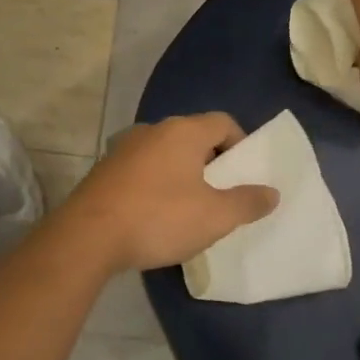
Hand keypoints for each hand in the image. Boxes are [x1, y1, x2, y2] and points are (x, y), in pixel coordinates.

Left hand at [57, 113, 278, 274]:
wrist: (87, 237)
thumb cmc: (159, 218)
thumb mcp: (215, 217)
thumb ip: (247, 202)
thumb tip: (272, 192)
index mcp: (183, 131)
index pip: (223, 122)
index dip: (241, 145)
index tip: (244, 176)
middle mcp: (153, 130)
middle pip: (194, 136)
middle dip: (211, 162)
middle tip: (220, 194)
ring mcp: (124, 148)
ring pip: (165, 153)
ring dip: (181, 174)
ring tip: (188, 208)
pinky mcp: (104, 170)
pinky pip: (142, 169)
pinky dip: (155, 184)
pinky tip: (154, 215)